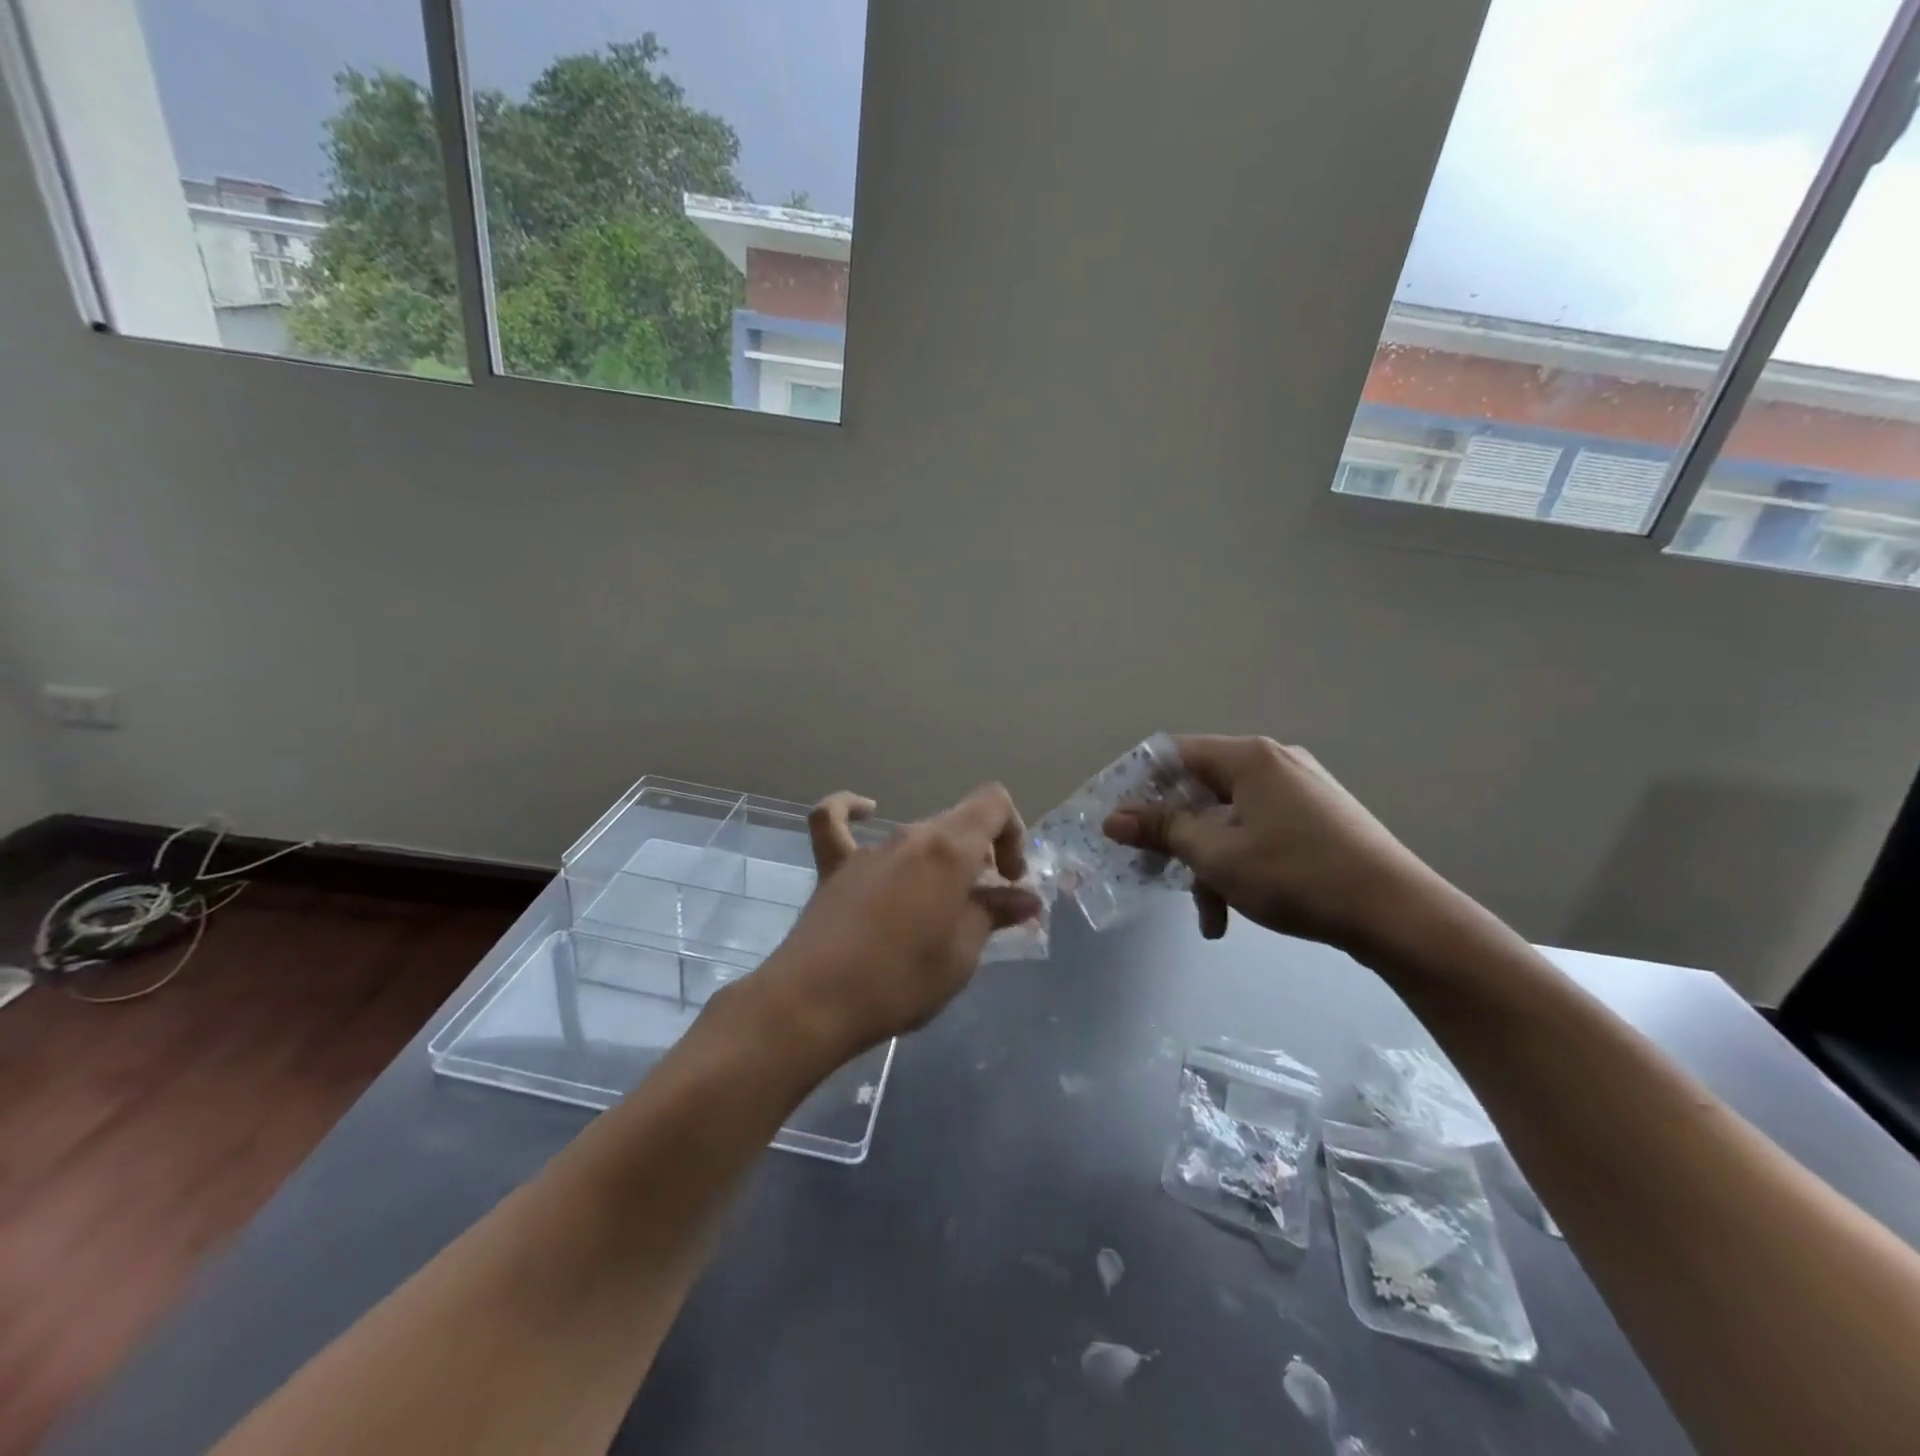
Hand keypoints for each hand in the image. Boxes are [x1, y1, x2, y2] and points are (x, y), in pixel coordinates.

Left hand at [751, 784, 1042, 1060]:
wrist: (816, 1002)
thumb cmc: (901, 980)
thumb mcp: (962, 954)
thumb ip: (994, 914)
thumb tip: (1025, 898)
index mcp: (949, 849)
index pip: (994, 804)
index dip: (1013, 833)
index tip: (1009, 880)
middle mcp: (911, 836)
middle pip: (958, 822)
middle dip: (981, 855)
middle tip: (985, 905)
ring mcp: (869, 849)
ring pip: (917, 835)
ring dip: (939, 858)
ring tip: (940, 904)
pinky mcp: (834, 867)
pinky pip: (836, 823)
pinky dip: (852, 812)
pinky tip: (866, 812)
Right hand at [1103, 735, 1447, 956]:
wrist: (1399, 915)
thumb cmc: (1296, 874)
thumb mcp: (1217, 854)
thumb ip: (1162, 830)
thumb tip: (1112, 818)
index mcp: (1248, 757)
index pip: (1173, 754)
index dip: (1137, 786)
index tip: (1117, 823)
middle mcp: (1273, 764)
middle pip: (1200, 790)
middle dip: (1175, 837)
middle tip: (1153, 872)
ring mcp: (1299, 792)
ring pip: (1228, 820)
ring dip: (1207, 864)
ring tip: (1207, 916)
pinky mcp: (1317, 821)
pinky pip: (1258, 833)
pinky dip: (1239, 866)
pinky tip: (1235, 913)